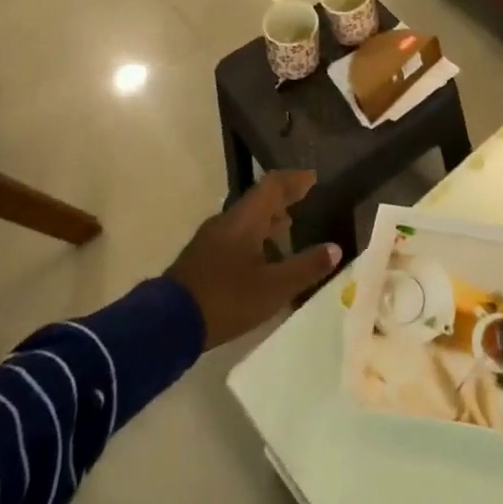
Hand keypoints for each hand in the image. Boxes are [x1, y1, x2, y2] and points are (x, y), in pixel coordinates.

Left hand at [167, 170, 340, 348]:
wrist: (166, 324)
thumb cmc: (226, 298)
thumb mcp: (273, 288)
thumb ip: (306, 267)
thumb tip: (336, 248)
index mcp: (246, 219)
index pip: (273, 186)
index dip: (294, 180)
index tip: (313, 179)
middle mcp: (227, 221)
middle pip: (258, 201)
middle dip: (282, 200)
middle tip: (304, 204)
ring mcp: (210, 240)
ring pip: (245, 220)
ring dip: (267, 221)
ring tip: (287, 231)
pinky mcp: (201, 259)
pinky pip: (234, 237)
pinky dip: (253, 239)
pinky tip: (261, 261)